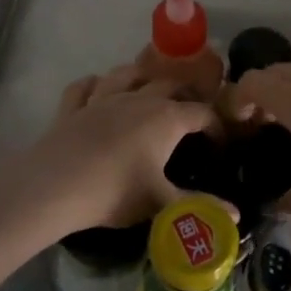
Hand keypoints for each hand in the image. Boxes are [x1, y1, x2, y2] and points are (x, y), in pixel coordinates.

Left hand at [26, 64, 222, 231]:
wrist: (54, 186)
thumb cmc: (115, 192)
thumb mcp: (162, 204)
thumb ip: (200, 207)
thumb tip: (237, 217)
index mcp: (166, 118)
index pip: (202, 113)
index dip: (216, 127)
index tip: (219, 146)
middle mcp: (138, 99)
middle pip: (169, 84)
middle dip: (185, 94)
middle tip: (190, 115)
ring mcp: (102, 98)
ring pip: (127, 74)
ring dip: (142, 77)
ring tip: (148, 89)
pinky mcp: (72, 107)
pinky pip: (85, 85)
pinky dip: (94, 84)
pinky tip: (97, 91)